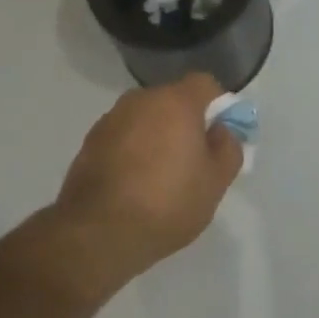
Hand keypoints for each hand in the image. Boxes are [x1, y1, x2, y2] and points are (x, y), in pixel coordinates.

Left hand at [52, 73, 241, 289]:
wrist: (97, 233)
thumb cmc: (166, 203)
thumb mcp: (215, 183)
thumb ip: (228, 148)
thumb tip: (222, 131)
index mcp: (176, 101)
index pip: (205, 84)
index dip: (218, 106)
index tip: (219, 135)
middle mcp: (141, 99)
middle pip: (173, 100)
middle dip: (185, 122)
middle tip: (192, 160)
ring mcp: (112, 118)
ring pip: (146, 118)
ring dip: (156, 136)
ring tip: (159, 177)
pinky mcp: (90, 141)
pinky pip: (123, 136)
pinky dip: (132, 150)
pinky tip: (133, 184)